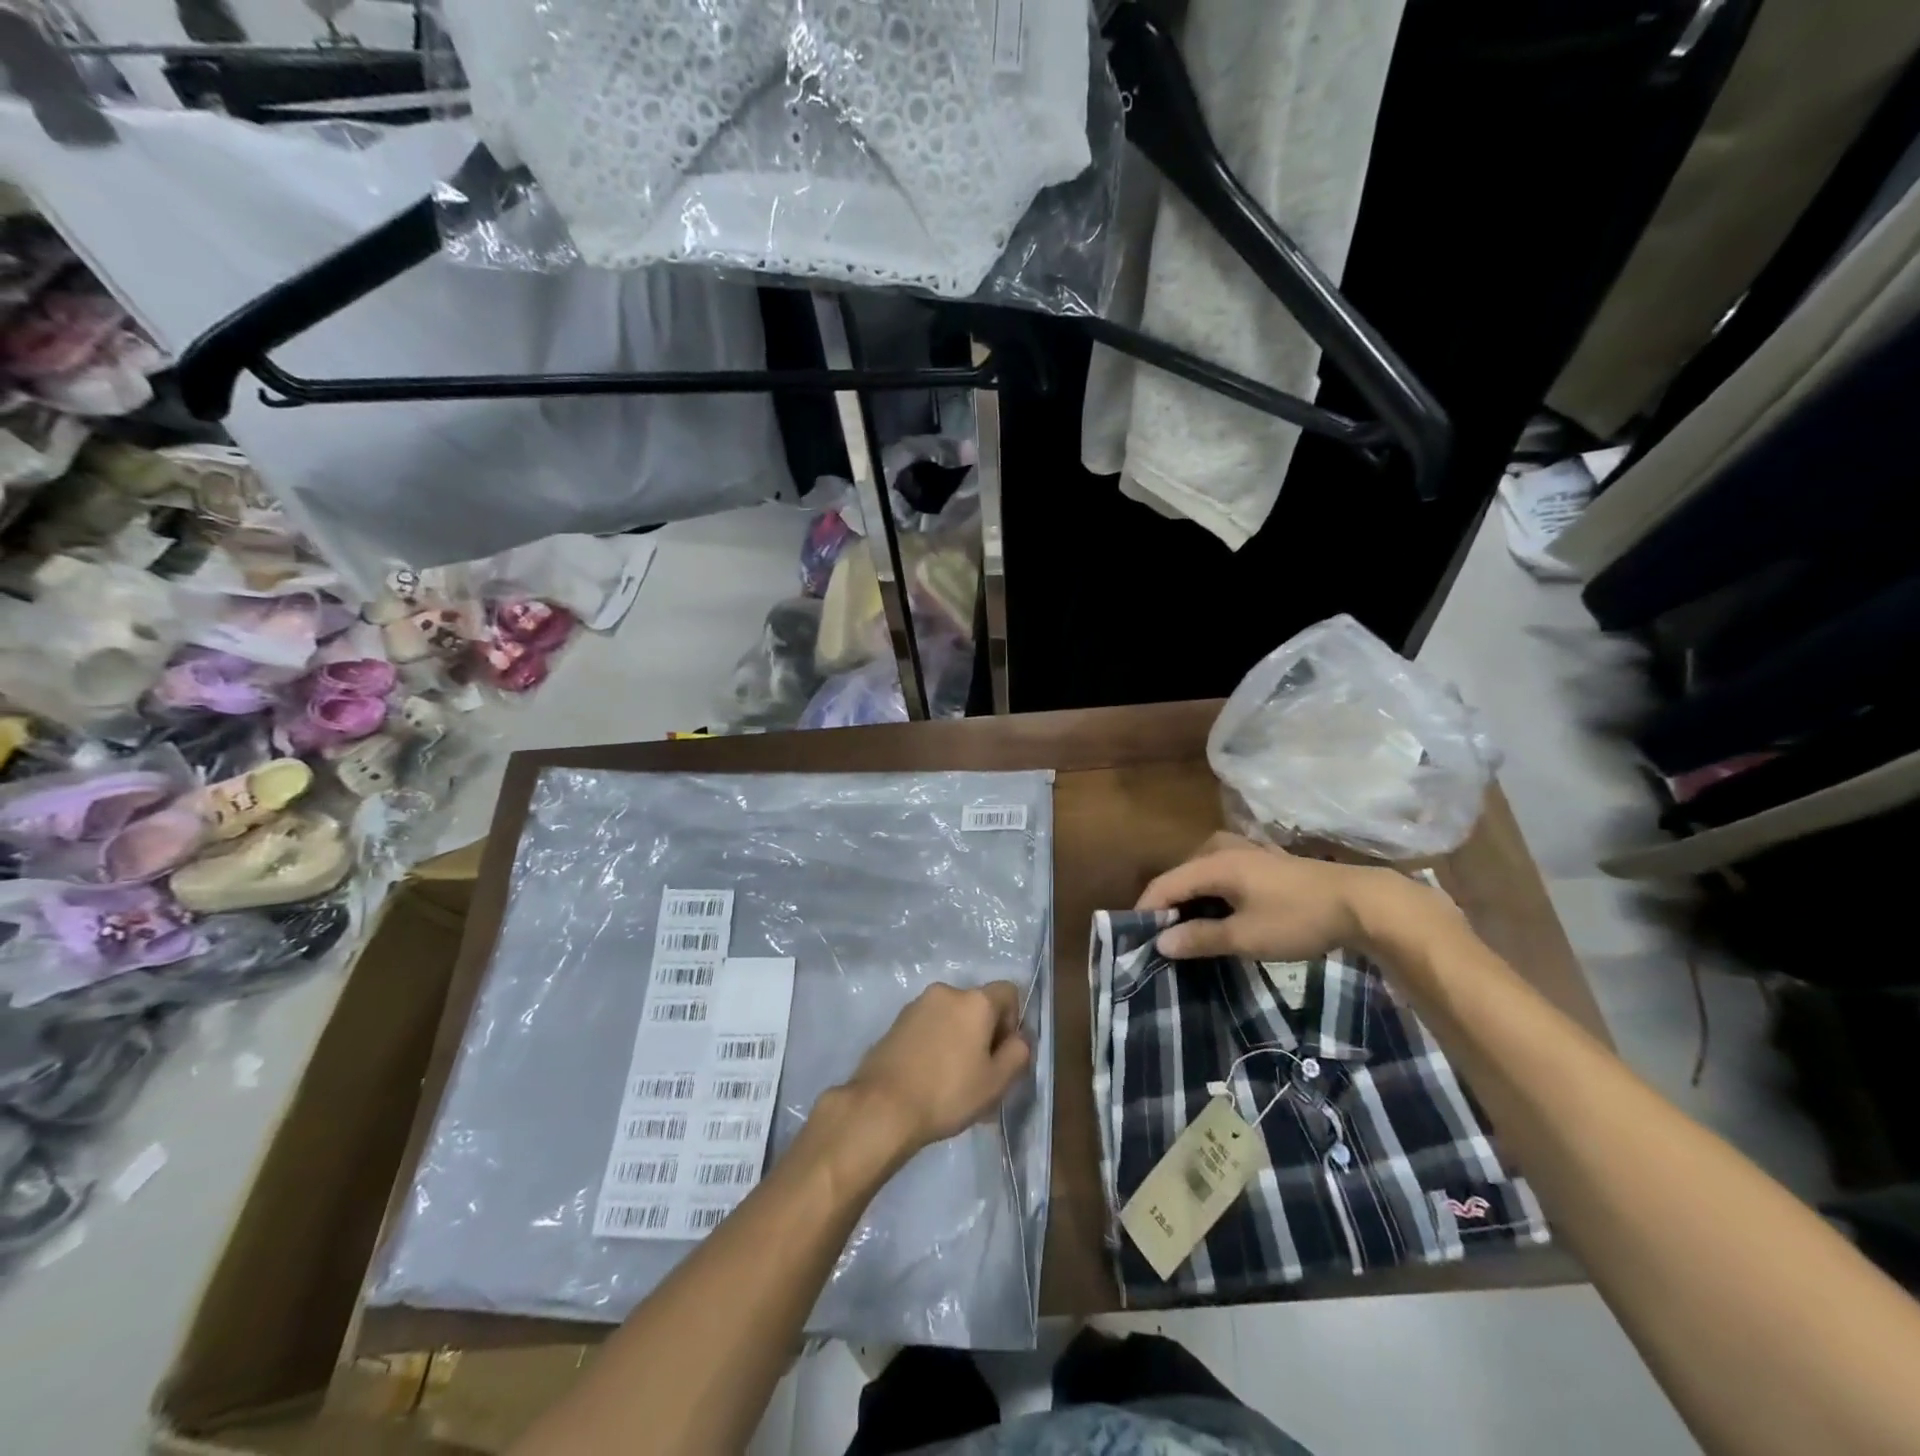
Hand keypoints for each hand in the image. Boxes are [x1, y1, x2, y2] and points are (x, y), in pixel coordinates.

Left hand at [845, 981, 1032, 1152]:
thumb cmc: (948, 1092)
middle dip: (984, 1034)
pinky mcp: (897, 1021)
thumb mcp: (996, 1082)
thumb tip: (1018, 1038)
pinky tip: (929, 1078)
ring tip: (953, 1082)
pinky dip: (936, 1044)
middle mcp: (947, 991)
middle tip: (980, 1075)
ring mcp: (918, 1004)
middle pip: (978, 1006)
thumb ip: (1018, 1054)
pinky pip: (929, 1026)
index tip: (1002, 1054)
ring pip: (952, 1017)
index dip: (1013, 1021)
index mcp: (975, 1000)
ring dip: (959, 1040)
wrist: (883, 1106)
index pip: (1008, 992)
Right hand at [1136, 832, 1445, 961]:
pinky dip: (1214, 892)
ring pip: (1203, 872)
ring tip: (1190, 928)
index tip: (1135, 937)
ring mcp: (1247, 850)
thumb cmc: (1297, 918)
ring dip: (1193, 898)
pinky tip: (1222, 912)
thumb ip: (1200, 937)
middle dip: (1169, 904)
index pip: (1165, 884)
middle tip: (1164, 938)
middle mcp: (1224, 848)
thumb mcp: (1245, 936)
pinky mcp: (1265, 860)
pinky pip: (1224, 872)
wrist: (1362, 903)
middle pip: (1182, 875)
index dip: (1146, 909)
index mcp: (1214, 863)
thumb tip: (1161, 942)